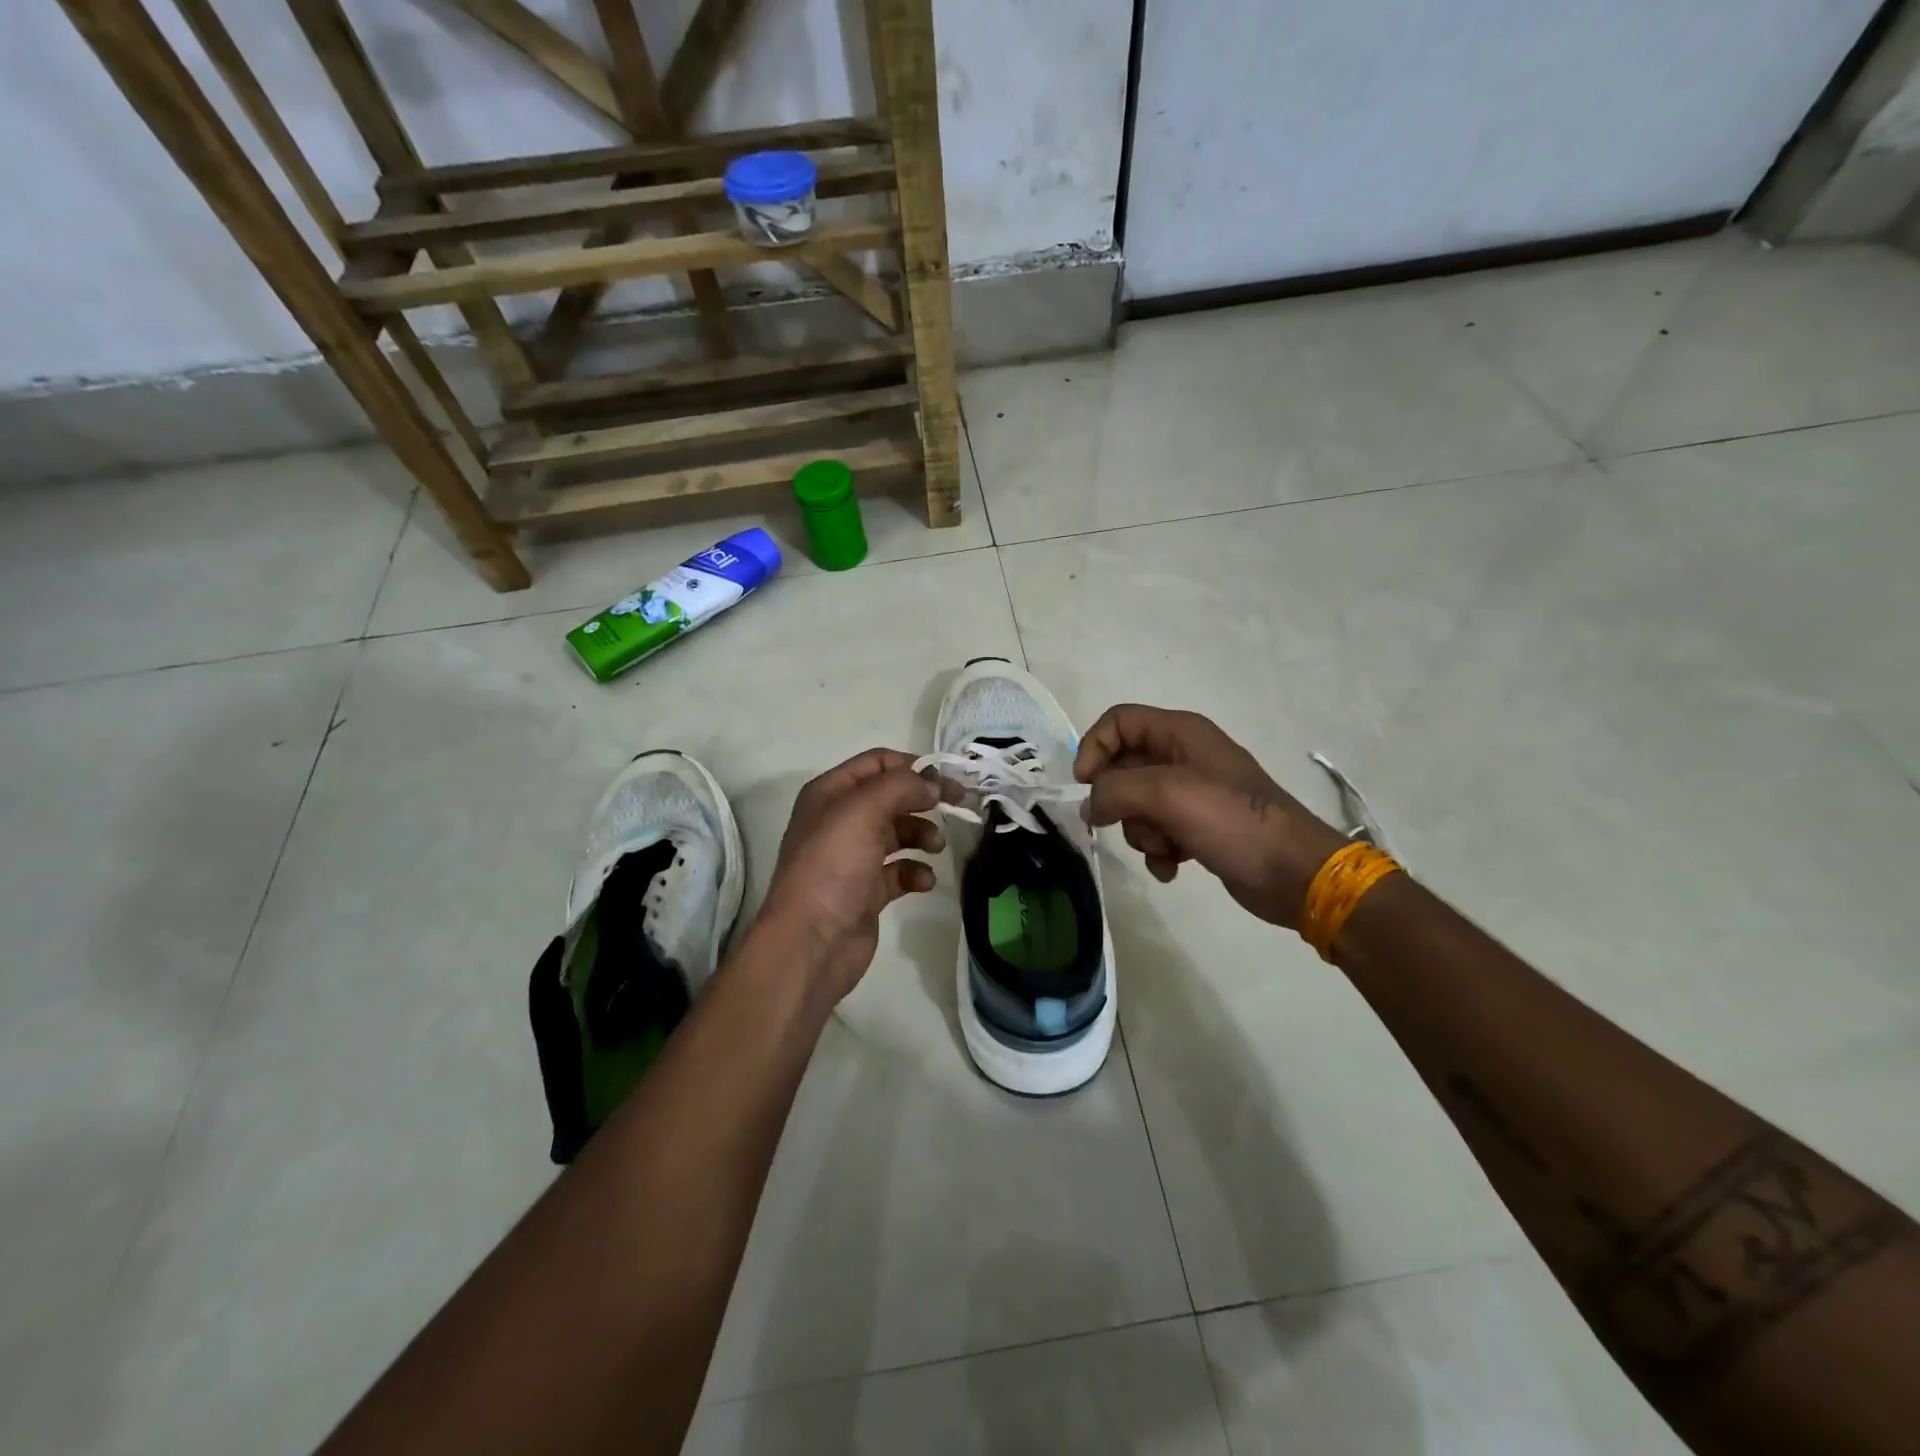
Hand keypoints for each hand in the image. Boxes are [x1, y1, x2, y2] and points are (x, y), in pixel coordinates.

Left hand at [758, 748, 954, 1001]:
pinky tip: (923, 881)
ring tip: (935, 846)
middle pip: (892, 797)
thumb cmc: (832, 866)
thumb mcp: (863, 811)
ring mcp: (853, 857)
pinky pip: (900, 871)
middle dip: (924, 799)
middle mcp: (840, 820)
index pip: (877, 762)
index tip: (947, 778)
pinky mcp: (867, 891)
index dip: (913, 765)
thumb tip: (933, 786)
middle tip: (957, 806)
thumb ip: (902, 786)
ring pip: (899, 833)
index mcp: (830, 793)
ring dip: (923, 834)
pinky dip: (916, 872)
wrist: (811, 941)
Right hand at [1074, 705, 1345, 929]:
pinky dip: (1159, 851)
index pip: (1118, 721)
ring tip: (1167, 846)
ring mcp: (1193, 794)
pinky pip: (1158, 833)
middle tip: (1128, 821)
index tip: (1085, 785)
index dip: (1094, 747)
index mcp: (1181, 732)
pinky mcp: (1199, 828)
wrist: (1294, 873)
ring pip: (1137, 806)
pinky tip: (1173, 867)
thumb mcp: (1167, 794)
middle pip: (1123, 767)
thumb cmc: (1232, 820)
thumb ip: (1115, 791)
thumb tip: (1090, 806)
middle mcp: (1185, 756)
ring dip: (1142, 831)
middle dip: (1119, 800)